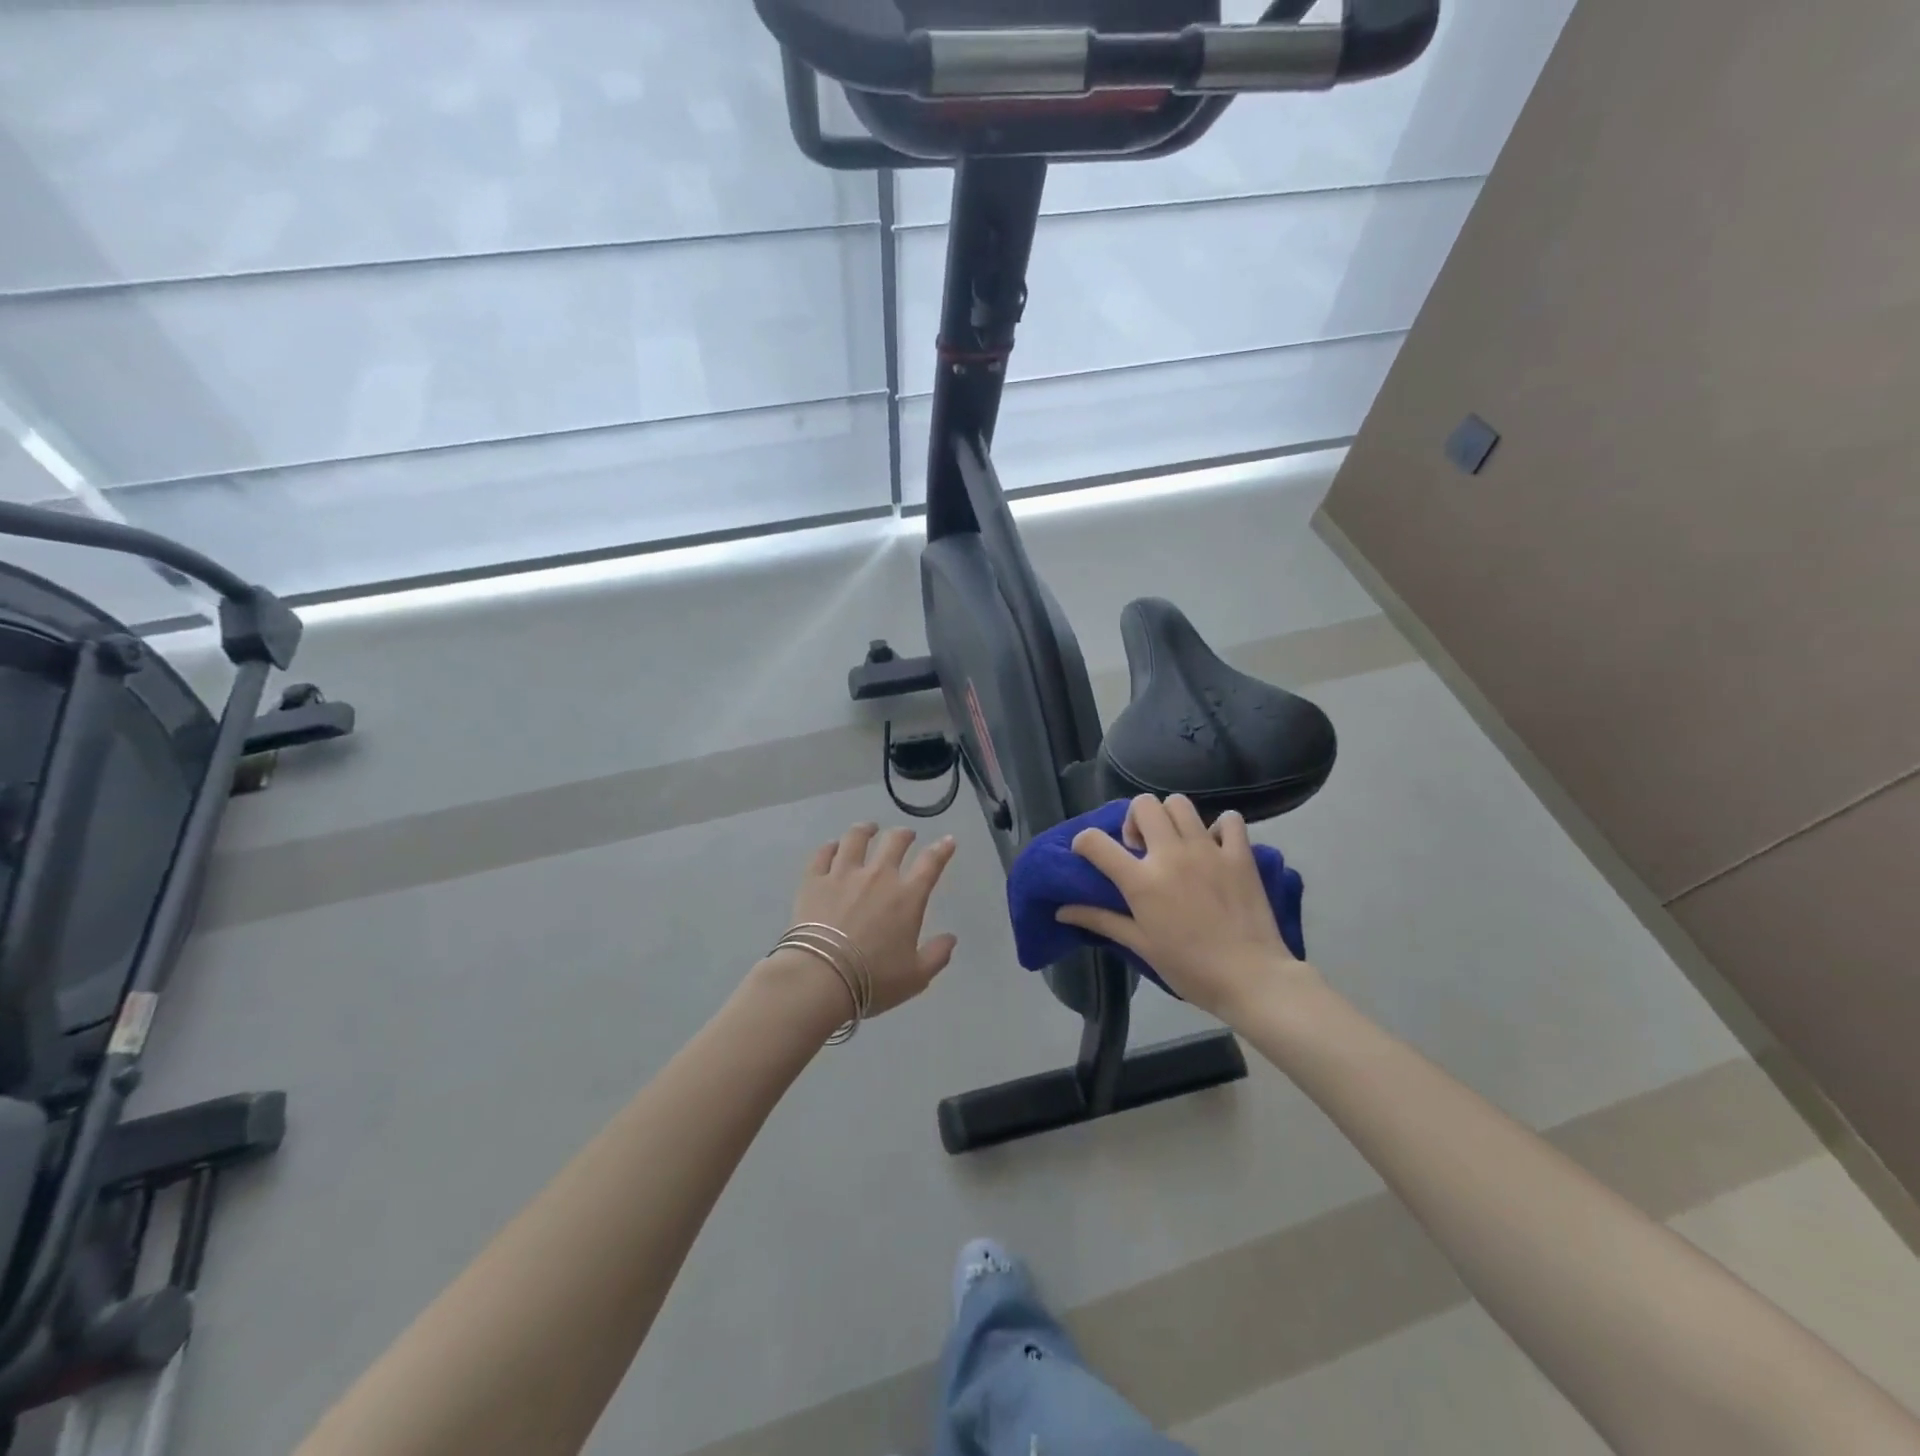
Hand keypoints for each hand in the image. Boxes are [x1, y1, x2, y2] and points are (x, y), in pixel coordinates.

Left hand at [775, 823, 958, 1019]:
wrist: (821, 977)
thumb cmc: (873, 979)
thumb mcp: (916, 977)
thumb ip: (937, 955)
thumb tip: (951, 938)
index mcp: (907, 896)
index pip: (931, 863)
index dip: (942, 849)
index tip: (948, 841)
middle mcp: (878, 876)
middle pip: (894, 842)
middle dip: (904, 835)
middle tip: (906, 835)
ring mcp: (843, 874)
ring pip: (856, 839)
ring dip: (865, 830)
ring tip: (868, 828)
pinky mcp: (814, 880)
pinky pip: (822, 854)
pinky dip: (830, 847)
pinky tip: (833, 846)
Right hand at [1057, 794, 1315, 1020]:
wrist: (1251, 979)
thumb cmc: (1189, 968)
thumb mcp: (1140, 945)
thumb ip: (1101, 920)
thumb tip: (1061, 912)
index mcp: (1142, 881)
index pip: (1095, 842)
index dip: (1083, 842)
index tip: (1088, 853)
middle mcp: (1171, 855)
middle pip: (1143, 805)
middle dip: (1134, 820)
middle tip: (1140, 848)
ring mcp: (1208, 850)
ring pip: (1180, 804)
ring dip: (1170, 818)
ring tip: (1174, 843)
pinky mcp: (1240, 854)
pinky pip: (1229, 820)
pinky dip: (1220, 827)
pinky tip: (1215, 847)